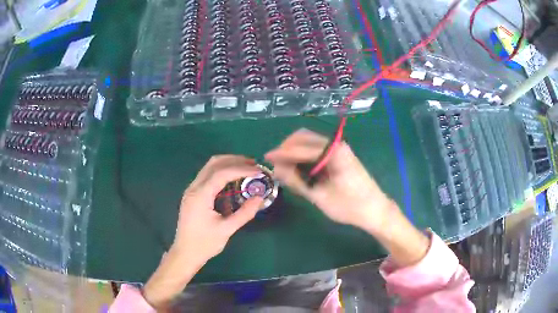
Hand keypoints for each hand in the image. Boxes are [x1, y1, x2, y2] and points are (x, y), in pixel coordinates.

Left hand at [143, 155, 263, 309]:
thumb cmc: (204, 244)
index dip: (241, 169)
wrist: (185, 253)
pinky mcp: (193, 194)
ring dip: (228, 164)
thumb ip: (244, 213)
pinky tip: (233, 180)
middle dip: (234, 160)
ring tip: (246, 169)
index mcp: (200, 196)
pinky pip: (207, 176)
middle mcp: (194, 188)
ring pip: (209, 167)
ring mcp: (191, 190)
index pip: (221, 173)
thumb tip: (260, 198)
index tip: (258, 171)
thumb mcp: (226, 230)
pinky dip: (222, 173)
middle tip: (253, 165)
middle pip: (214, 163)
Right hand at [265, 129, 392, 232]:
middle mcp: (335, 144)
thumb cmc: (349, 206)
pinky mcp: (339, 155)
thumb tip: (276, 169)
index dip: (281, 153)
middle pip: (303, 137)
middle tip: (276, 165)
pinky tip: (299, 169)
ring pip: (309, 142)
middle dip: (287, 149)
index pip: (300, 148)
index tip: (265, 158)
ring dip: (295, 151)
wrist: (375, 210)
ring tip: (285, 169)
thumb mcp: (320, 196)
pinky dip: (304, 156)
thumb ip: (297, 181)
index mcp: (333, 152)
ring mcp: (338, 148)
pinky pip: (316, 149)